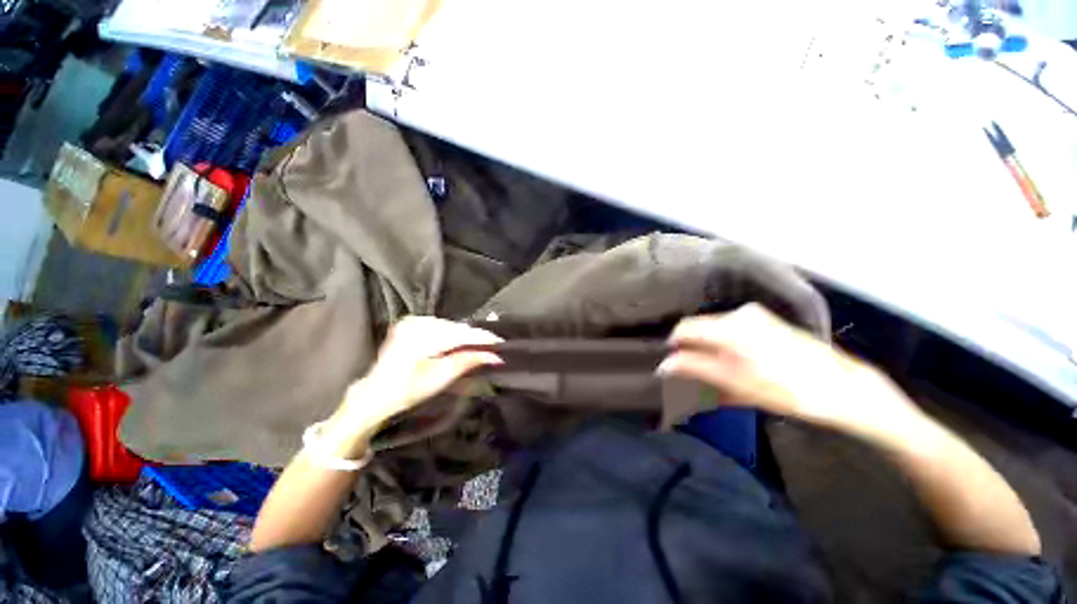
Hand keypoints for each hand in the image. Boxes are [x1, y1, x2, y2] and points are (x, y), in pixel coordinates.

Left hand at [331, 317, 502, 445]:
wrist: (375, 394)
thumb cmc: (407, 390)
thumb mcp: (440, 378)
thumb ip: (467, 361)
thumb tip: (494, 355)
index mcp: (422, 335)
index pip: (461, 333)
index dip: (483, 338)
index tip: (501, 343)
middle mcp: (417, 322)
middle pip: (456, 328)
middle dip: (475, 337)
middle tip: (492, 347)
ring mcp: (412, 321)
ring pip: (449, 326)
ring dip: (464, 336)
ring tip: (479, 346)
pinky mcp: (410, 324)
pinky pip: (439, 326)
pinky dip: (452, 334)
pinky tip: (459, 343)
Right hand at [659, 304, 924, 442]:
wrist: (842, 388)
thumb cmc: (788, 390)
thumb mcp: (737, 384)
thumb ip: (696, 370)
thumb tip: (664, 366)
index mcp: (731, 328)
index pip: (685, 329)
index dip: (674, 347)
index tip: (671, 366)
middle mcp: (739, 314)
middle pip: (699, 328)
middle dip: (691, 348)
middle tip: (692, 373)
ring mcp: (754, 316)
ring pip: (714, 328)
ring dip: (708, 347)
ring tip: (714, 372)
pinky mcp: (765, 321)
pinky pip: (730, 328)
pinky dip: (723, 344)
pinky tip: (733, 364)